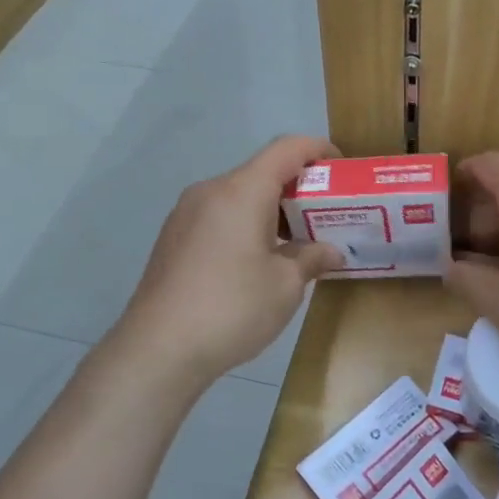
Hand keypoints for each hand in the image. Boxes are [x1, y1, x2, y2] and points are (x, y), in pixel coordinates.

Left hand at [112, 135, 343, 390]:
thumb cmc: (231, 308)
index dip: (317, 149)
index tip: (341, 166)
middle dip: (297, 187)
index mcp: (241, 191)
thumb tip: (331, 252)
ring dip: (270, 208)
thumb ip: (311, 258)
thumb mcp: (285, 286)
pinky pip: (219, 215)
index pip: (286, 149)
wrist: (157, 349)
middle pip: (261, 171)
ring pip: (238, 195)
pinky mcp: (173, 237)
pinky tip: (257, 259)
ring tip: (295, 241)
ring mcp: (186, 214)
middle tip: (325, 213)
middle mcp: (211, 191)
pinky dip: (245, 223)